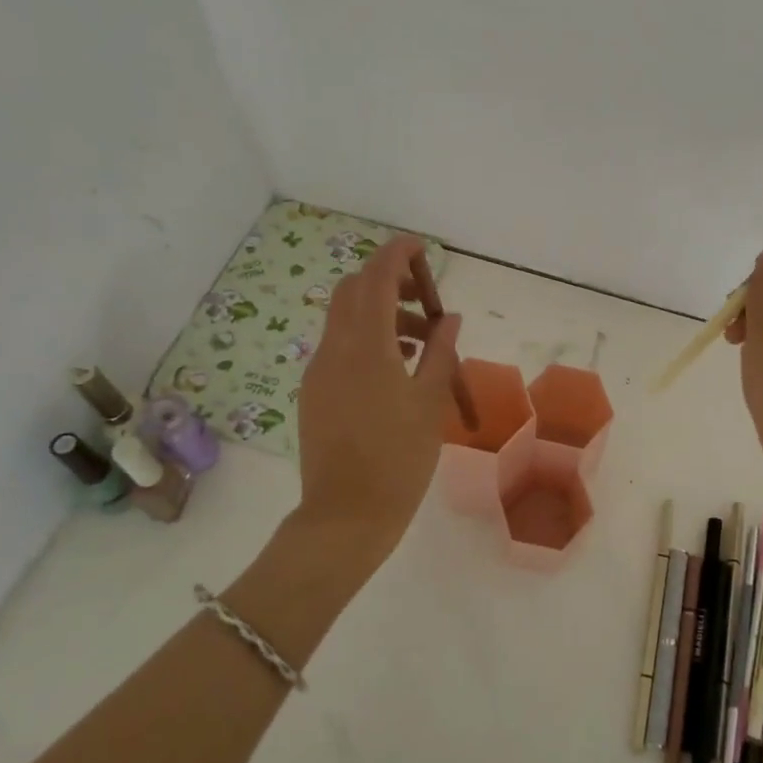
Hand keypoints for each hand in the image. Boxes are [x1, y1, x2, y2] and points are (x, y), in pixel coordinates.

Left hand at [294, 236, 460, 554]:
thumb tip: (448, 320)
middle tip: (424, 298)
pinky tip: (395, 367)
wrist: (346, 516)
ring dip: (381, 314)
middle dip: (387, 282)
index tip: (418, 246)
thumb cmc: (399, 459)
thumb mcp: (430, 403)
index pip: (375, 281)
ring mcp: (319, 372)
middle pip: (353, 293)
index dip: (395, 255)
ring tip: (420, 341)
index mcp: (365, 348)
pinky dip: (367, 339)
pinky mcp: (314, 393)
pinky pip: (340, 348)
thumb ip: (440, 353)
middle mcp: (334, 351)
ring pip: (345, 320)